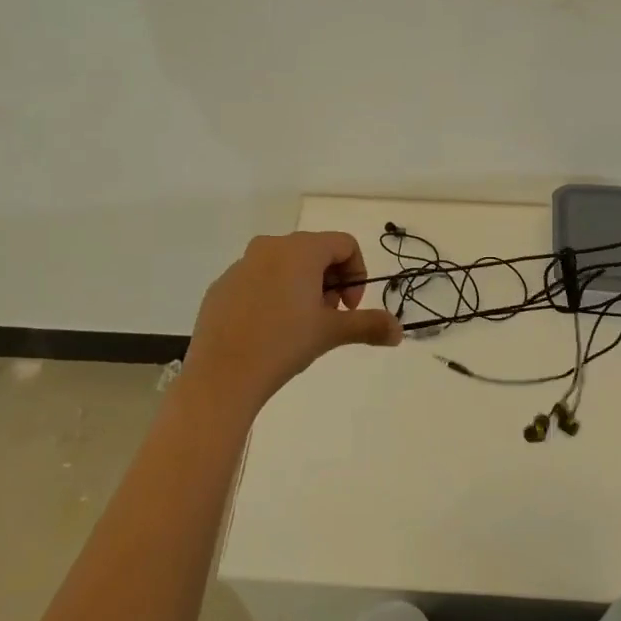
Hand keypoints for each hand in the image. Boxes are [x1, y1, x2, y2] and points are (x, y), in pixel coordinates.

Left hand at [184, 232, 402, 415]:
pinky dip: (273, 296)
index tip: (349, 309)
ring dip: (303, 288)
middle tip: (328, 318)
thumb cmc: (283, 344)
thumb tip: (399, 331)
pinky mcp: (222, 286)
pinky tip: (268, 331)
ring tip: (299, 327)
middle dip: (330, 282)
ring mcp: (241, 265)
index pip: (344, 244)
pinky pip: (258, 280)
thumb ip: (369, 325)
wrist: (221, 376)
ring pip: (285, 265)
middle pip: (315, 252)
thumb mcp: (331, 332)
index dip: (356, 274)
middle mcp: (270, 247)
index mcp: (300, 250)